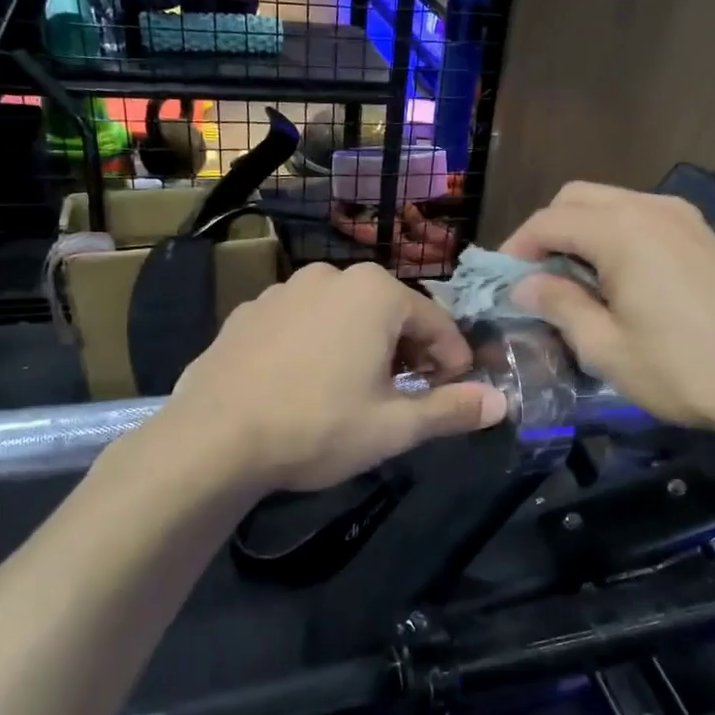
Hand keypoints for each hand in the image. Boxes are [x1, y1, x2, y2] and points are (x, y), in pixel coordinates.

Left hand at [168, 262, 506, 492]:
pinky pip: (303, 323)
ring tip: (355, 393)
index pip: (438, 323)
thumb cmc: (317, 427)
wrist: (212, 439)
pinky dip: (319, 345)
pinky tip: (305, 385)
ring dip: (364, 347)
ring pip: (345, 315)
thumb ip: (453, 410)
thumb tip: (502, 402)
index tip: (453, 394)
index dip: (454, 362)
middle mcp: (331, 276)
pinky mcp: (248, 311)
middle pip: (392, 313)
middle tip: (406, 397)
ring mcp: (283, 289)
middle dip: (409, 352)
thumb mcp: (395, 426)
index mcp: (375, 292)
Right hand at [503, 182, 714, 431]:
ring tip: (572, 281)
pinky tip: (616, 278)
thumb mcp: (605, 347)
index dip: (517, 247)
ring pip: (612, 203)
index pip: (549, 220)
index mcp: (622, 231)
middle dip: (547, 231)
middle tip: (535, 278)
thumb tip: (525, 285)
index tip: (503, 282)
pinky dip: (615, 236)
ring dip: (582, 231)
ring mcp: (683, 217)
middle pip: (578, 198)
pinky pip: (642, 217)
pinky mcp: (702, 235)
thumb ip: (559, 305)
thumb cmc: (681, 370)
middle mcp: (650, 208)